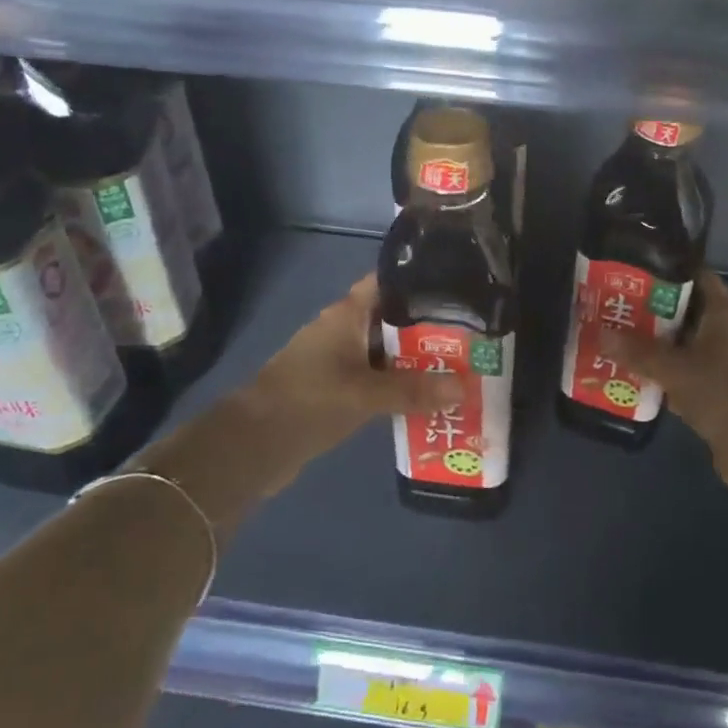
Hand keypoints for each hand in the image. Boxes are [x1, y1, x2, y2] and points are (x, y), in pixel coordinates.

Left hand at [154, 276, 461, 525]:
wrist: (253, 446)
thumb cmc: (308, 401)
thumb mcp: (366, 394)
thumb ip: (414, 390)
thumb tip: (464, 387)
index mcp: (347, 314)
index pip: (388, 282)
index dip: (421, 280)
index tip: (459, 287)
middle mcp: (345, 330)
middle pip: (395, 319)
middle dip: (432, 326)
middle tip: (475, 334)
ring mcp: (340, 360)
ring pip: (390, 352)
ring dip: (419, 360)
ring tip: (464, 365)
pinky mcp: (338, 389)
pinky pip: (379, 379)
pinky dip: (402, 385)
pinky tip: (432, 396)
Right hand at [605, 271, 727, 496]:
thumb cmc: (721, 392)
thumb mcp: (673, 369)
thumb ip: (637, 351)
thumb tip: (601, 333)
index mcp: (726, 316)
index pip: (700, 279)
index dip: (671, 273)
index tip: (638, 275)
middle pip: (692, 315)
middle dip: (657, 315)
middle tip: (621, 313)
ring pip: (692, 348)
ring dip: (664, 350)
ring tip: (625, 346)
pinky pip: (696, 377)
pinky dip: (674, 378)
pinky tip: (645, 383)